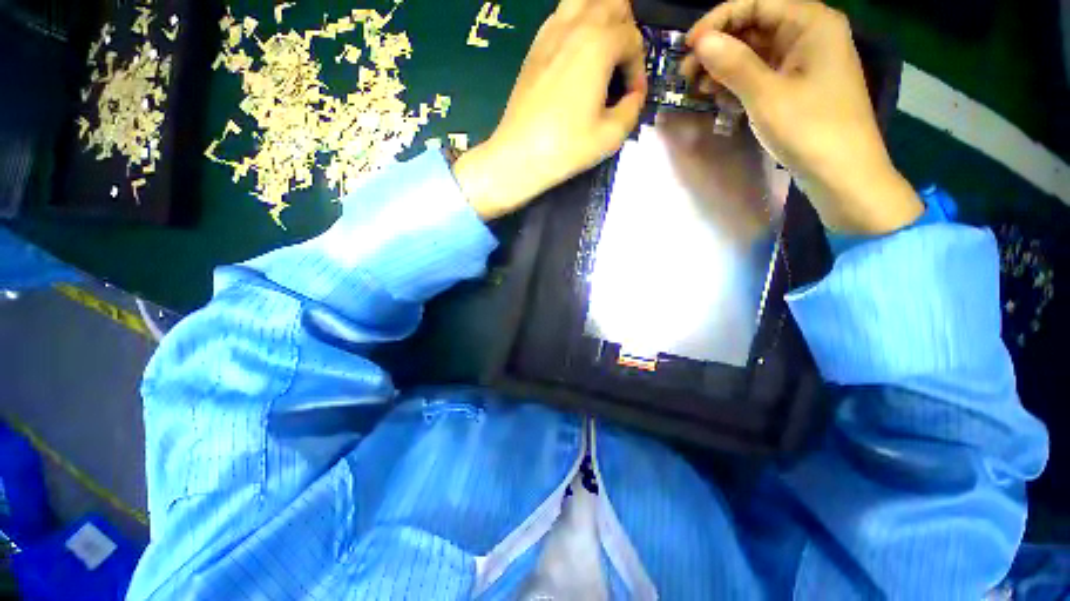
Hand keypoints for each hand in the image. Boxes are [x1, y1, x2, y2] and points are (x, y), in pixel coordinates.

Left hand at [453, 0, 646, 219]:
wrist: (520, 155)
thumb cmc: (566, 147)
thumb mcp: (611, 136)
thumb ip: (632, 108)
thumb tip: (633, 96)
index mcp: (598, 44)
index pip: (633, 38)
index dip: (639, 69)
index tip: (632, 96)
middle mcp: (575, 27)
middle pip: (612, 4)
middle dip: (626, 31)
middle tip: (622, 66)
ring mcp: (550, 33)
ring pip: (584, 0)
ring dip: (601, 17)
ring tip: (603, 52)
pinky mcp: (534, 47)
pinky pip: (561, 16)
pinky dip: (576, 25)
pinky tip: (576, 55)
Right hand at [681, 0, 921, 234]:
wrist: (842, 175)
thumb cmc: (810, 130)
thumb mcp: (766, 95)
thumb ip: (734, 64)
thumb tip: (701, 41)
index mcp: (810, 23)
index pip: (756, 4)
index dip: (718, 21)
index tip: (686, 47)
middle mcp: (809, 35)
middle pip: (754, 28)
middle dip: (718, 49)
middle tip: (686, 75)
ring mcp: (803, 62)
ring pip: (755, 54)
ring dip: (724, 69)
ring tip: (699, 91)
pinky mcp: (797, 87)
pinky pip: (761, 75)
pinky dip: (738, 85)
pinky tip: (720, 100)